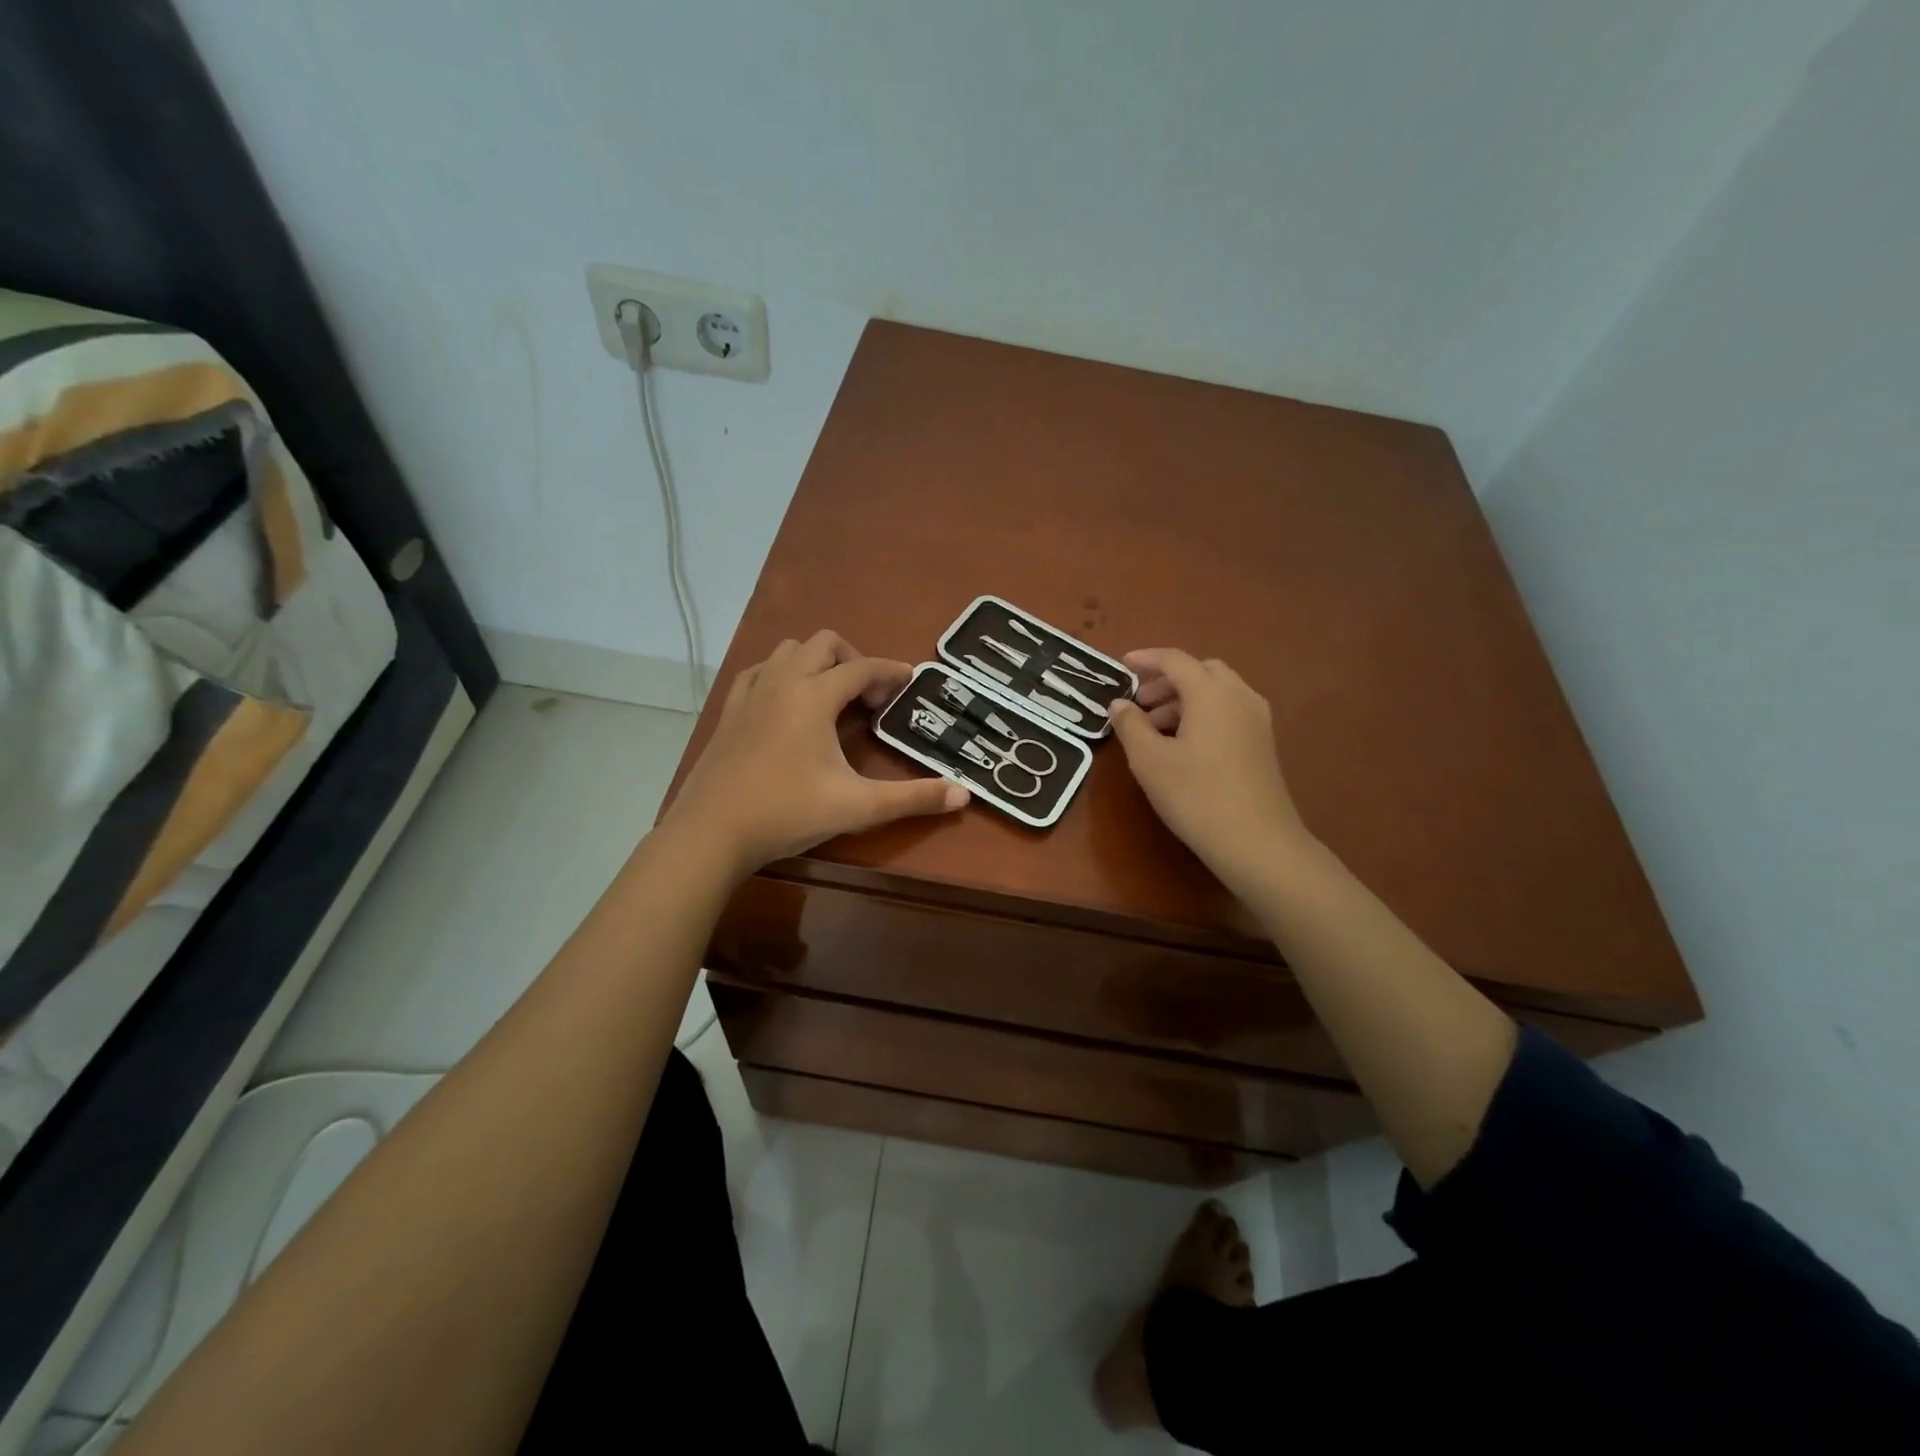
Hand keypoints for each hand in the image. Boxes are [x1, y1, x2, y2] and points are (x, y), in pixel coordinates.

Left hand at [663, 630, 967, 874]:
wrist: (712, 832)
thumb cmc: (787, 813)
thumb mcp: (858, 806)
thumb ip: (913, 798)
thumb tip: (964, 794)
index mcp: (814, 696)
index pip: (862, 667)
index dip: (890, 671)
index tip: (909, 680)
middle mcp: (782, 682)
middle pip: (824, 643)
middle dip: (853, 660)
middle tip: (868, 697)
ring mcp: (751, 693)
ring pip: (788, 651)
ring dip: (816, 662)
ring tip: (831, 697)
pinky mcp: (729, 710)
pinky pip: (759, 671)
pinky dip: (781, 674)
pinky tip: (787, 704)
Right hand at [1109, 649, 1311, 892]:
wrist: (1257, 842)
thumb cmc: (1196, 795)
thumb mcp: (1149, 760)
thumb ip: (1130, 725)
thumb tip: (1120, 704)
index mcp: (1211, 693)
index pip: (1175, 660)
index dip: (1146, 659)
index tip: (1122, 665)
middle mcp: (1239, 696)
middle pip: (1201, 671)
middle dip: (1167, 681)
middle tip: (1140, 703)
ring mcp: (1257, 720)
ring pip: (1217, 692)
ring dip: (1184, 699)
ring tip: (1155, 729)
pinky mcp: (1263, 744)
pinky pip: (1229, 711)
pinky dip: (1203, 714)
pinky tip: (1185, 745)